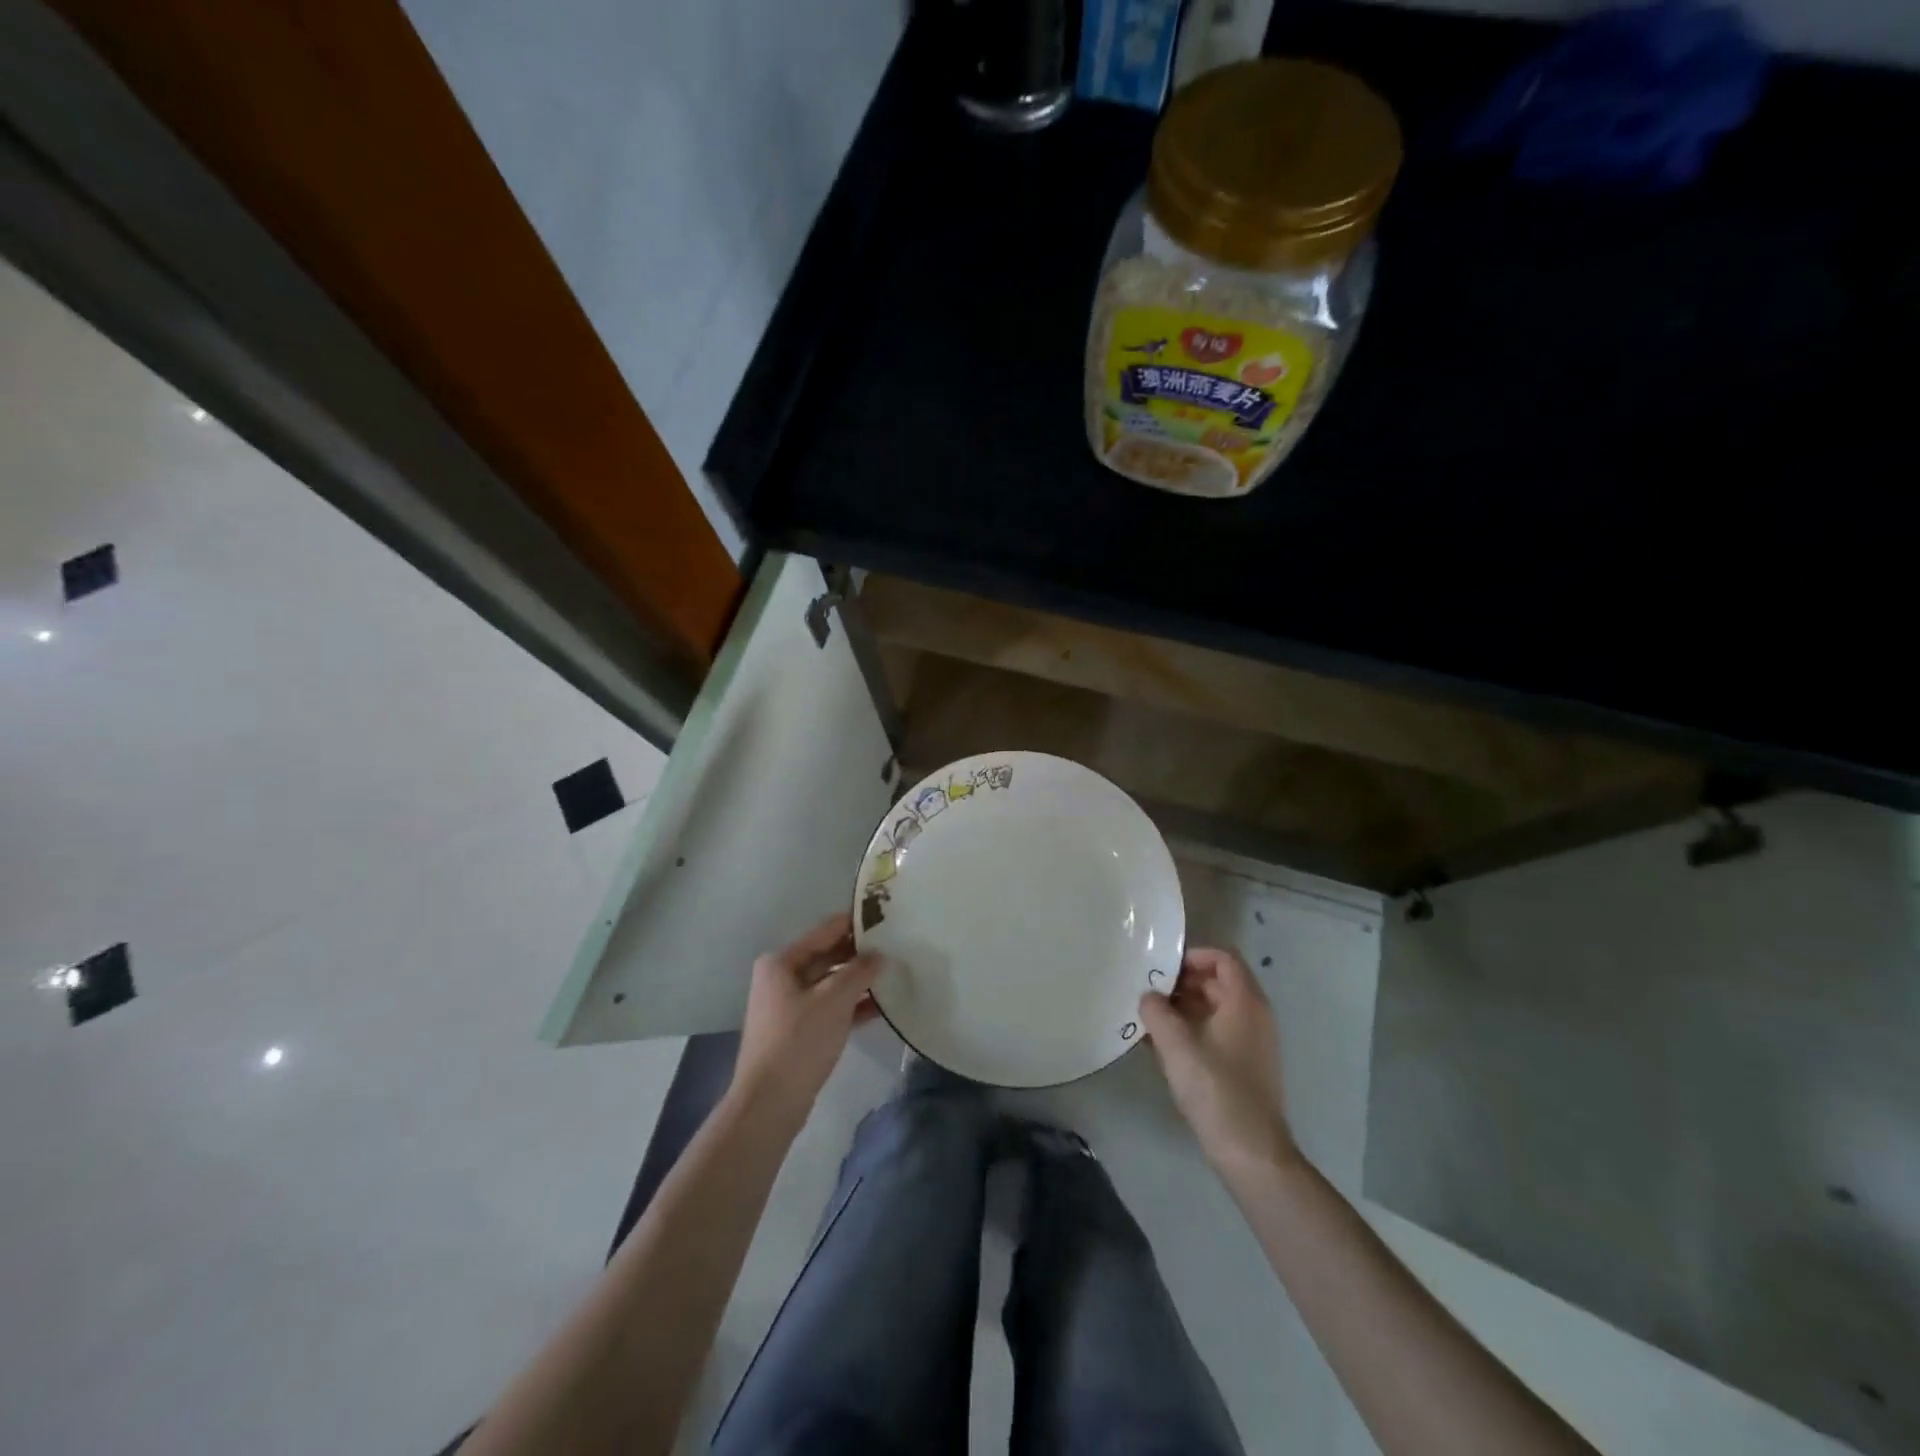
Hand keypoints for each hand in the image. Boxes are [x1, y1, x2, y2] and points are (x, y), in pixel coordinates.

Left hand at [731, 913, 885, 1125]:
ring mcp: (789, 1004)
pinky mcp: (799, 1029)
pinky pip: (831, 1006)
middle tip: (897, 946)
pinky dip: (853, 1005)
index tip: (888, 915)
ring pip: (832, 982)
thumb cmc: (799, 1041)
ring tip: (895, 973)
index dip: (856, 922)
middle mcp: (782, 977)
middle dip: (861, 953)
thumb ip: (860, 972)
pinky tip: (882, 1006)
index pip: (826, 930)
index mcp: (782, 961)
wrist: (769, 1103)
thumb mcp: (834, 1000)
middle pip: (829, 955)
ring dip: (860, 980)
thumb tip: (880, 955)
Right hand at [1141, 947, 1296, 1173]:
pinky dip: (1192, 1029)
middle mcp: (1254, 1015)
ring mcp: (1252, 1042)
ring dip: (1183, 1007)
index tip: (1163, 967)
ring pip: (1215, 1008)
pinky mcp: (1245, 1065)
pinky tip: (1162, 1045)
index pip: (1223, 958)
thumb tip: (1148, 996)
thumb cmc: (1215, 1090)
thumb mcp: (1176, 1045)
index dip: (1193, 955)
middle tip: (1149, 991)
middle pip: (1218, 981)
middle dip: (1183, 982)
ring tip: (1149, 1018)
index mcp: (1245, 1002)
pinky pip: (1217, 1031)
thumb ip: (1156, 1012)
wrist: (1251, 1153)